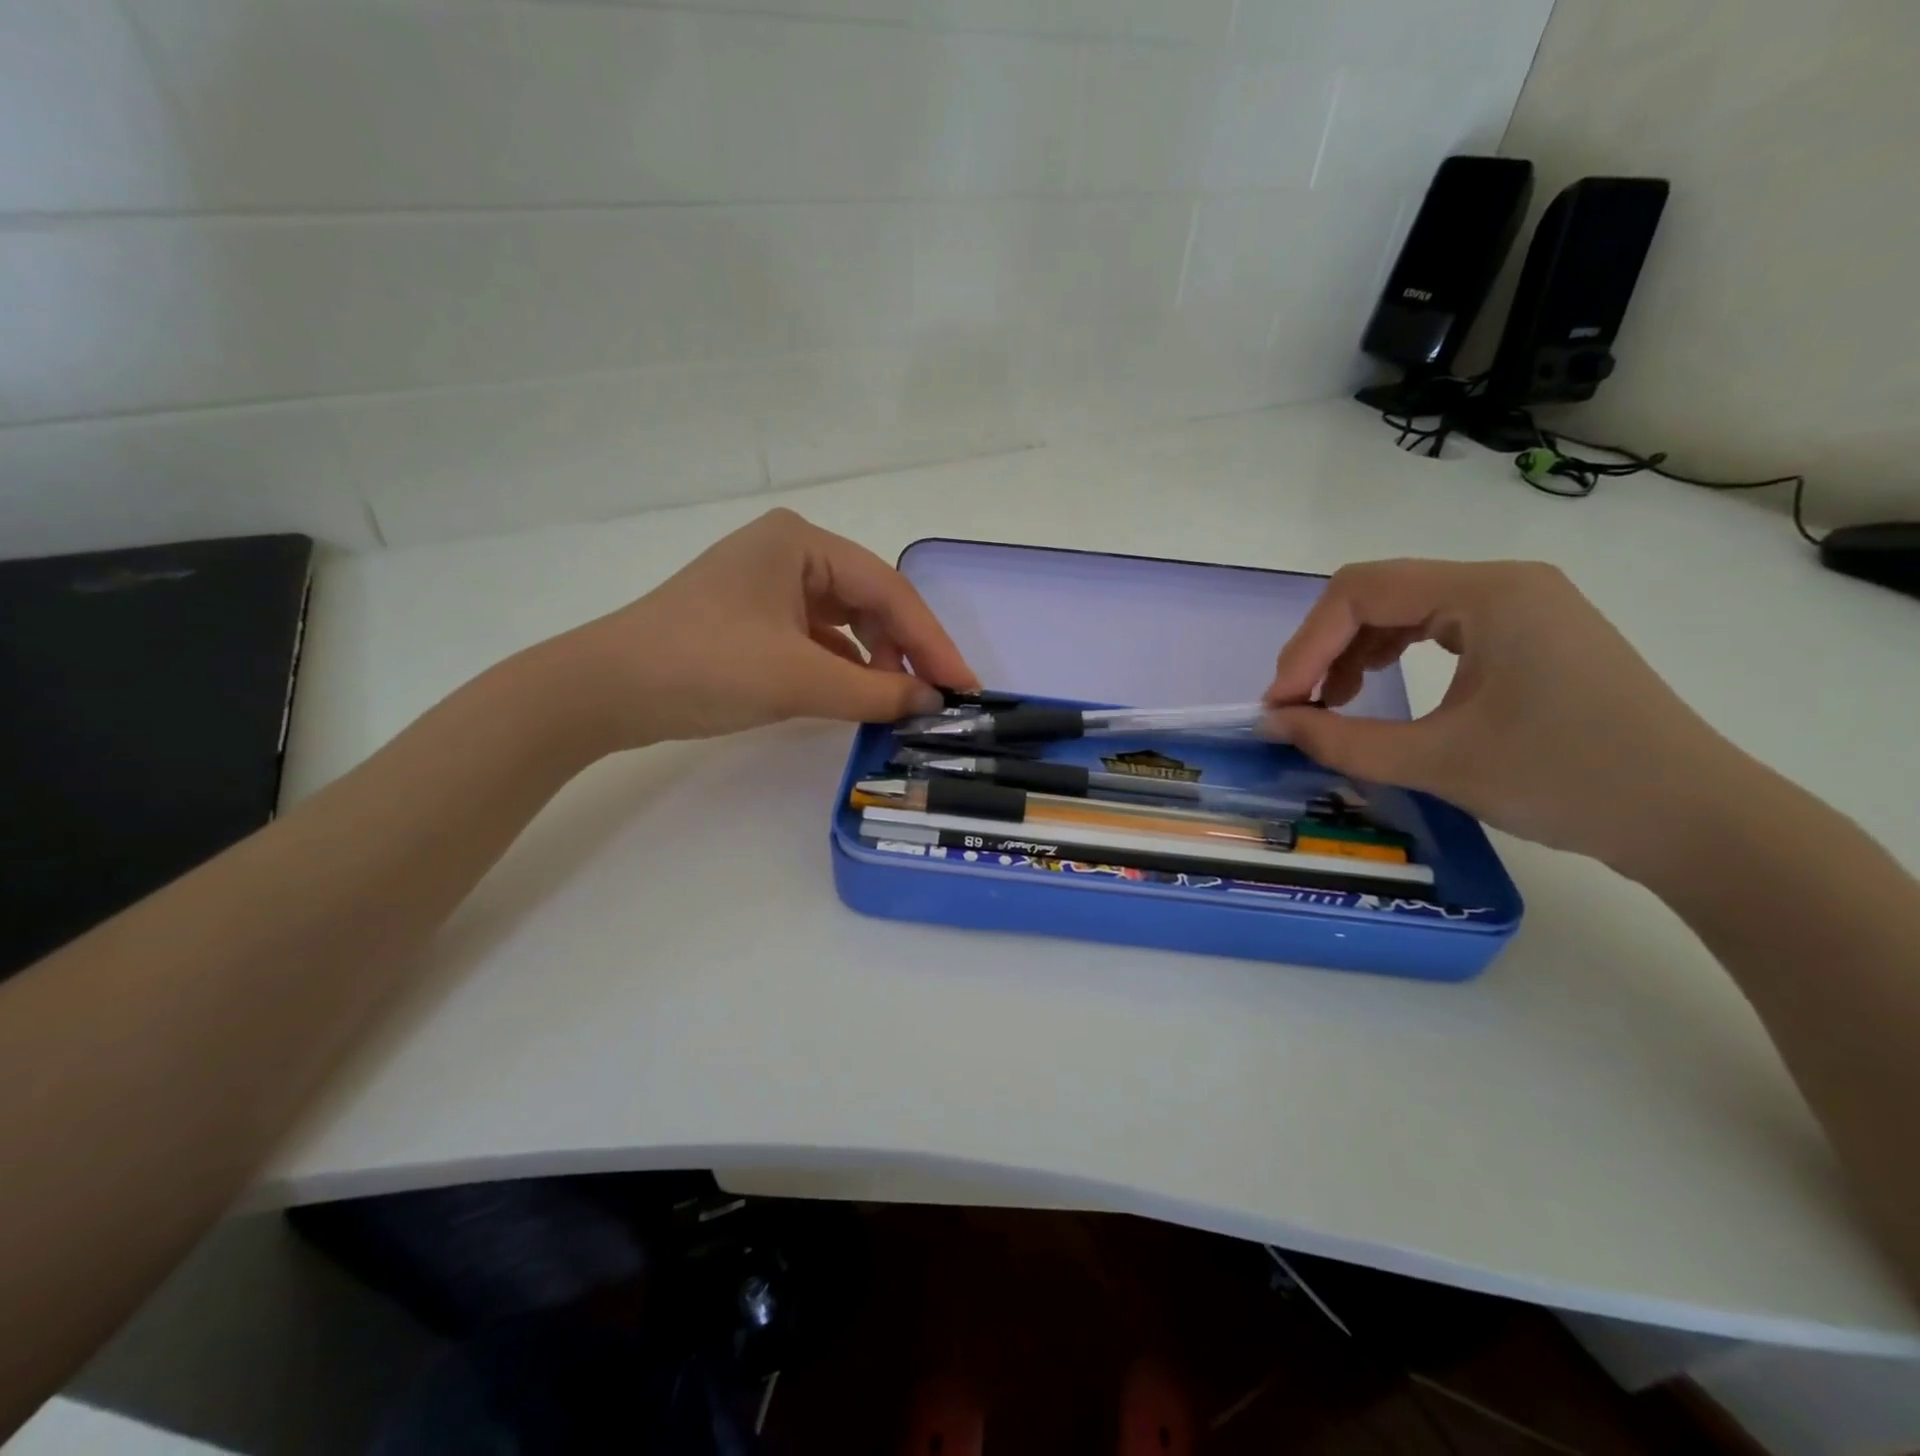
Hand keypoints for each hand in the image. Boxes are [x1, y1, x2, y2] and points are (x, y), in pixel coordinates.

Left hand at [552, 509, 976, 749]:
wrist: (605, 690)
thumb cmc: (705, 665)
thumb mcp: (798, 678)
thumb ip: (875, 692)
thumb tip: (932, 704)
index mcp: (801, 541)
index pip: (887, 591)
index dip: (931, 642)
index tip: (964, 686)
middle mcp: (789, 551)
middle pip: (870, 602)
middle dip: (904, 651)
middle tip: (933, 699)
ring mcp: (770, 585)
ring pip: (846, 622)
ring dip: (875, 662)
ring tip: (897, 703)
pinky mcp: (755, 618)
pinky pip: (818, 639)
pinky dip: (843, 667)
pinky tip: (858, 696)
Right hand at [1263, 560, 1748, 875]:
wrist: (1695, 820)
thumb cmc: (1567, 779)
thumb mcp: (1438, 762)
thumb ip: (1341, 741)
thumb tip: (1271, 725)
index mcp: (1488, 593)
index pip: (1362, 591)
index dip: (1306, 644)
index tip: (1280, 704)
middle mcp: (1504, 584)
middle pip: (1379, 593)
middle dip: (1325, 647)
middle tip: (1297, 705)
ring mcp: (1521, 608)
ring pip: (1404, 610)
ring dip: (1353, 652)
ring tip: (1330, 703)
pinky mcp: (1530, 637)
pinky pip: (1436, 629)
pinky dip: (1391, 657)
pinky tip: (1377, 692)